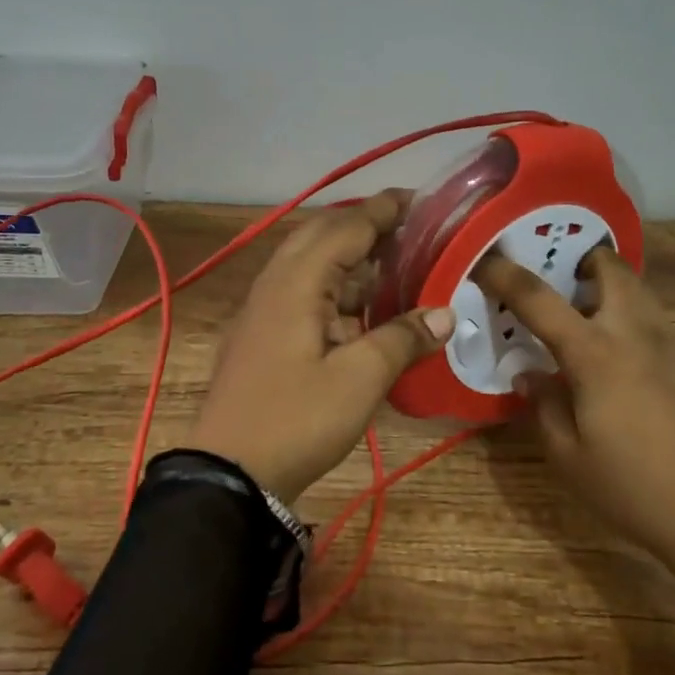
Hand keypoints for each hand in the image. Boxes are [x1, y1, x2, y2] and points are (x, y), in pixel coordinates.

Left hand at [187, 192, 455, 505]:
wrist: (228, 473)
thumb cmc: (296, 419)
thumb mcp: (359, 380)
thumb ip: (402, 338)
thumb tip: (446, 313)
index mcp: (297, 281)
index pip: (347, 226)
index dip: (385, 210)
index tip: (424, 200)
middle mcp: (278, 282)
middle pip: (325, 235)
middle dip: (368, 226)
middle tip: (414, 230)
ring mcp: (267, 308)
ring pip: (315, 264)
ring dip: (354, 259)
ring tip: (401, 263)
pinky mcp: (267, 333)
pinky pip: (307, 292)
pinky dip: (340, 289)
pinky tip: (368, 307)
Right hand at [476, 247, 674, 668]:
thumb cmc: (637, 491)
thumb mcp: (569, 457)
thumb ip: (543, 405)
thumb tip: (530, 374)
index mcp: (596, 353)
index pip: (538, 297)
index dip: (504, 273)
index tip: (483, 259)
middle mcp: (637, 333)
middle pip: (610, 267)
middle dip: (581, 260)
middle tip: (559, 282)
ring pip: (640, 291)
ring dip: (610, 289)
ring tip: (588, 322)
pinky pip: (659, 324)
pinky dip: (634, 323)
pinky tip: (629, 370)